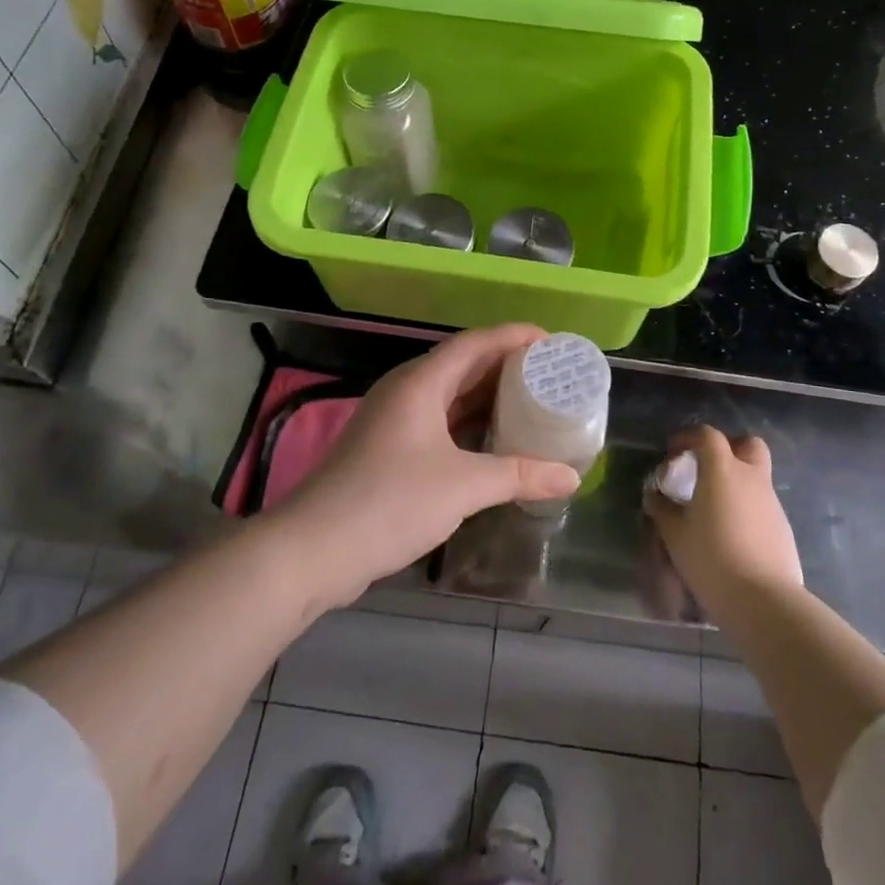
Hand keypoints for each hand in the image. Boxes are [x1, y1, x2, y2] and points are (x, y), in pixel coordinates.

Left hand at [275, 325, 580, 608]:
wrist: (314, 548)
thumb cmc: (391, 501)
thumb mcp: (463, 486)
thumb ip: (519, 475)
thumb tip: (570, 477)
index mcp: (422, 381)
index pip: (476, 342)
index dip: (515, 336)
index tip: (553, 342)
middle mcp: (407, 390)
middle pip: (463, 363)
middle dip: (506, 365)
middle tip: (550, 374)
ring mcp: (394, 419)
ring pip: (449, 394)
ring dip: (487, 395)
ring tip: (530, 401)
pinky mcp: (388, 448)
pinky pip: (439, 420)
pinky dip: (468, 422)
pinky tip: (492, 439)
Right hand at [645, 426, 803, 624]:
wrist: (764, 602)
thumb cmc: (712, 559)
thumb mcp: (675, 535)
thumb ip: (662, 510)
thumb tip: (654, 495)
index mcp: (722, 470)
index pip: (708, 435)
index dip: (689, 438)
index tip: (674, 453)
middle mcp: (751, 478)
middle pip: (748, 444)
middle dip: (729, 448)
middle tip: (708, 467)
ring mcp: (772, 503)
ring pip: (756, 476)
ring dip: (737, 482)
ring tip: (715, 509)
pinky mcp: (783, 528)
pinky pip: (763, 505)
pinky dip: (747, 508)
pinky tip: (732, 535)